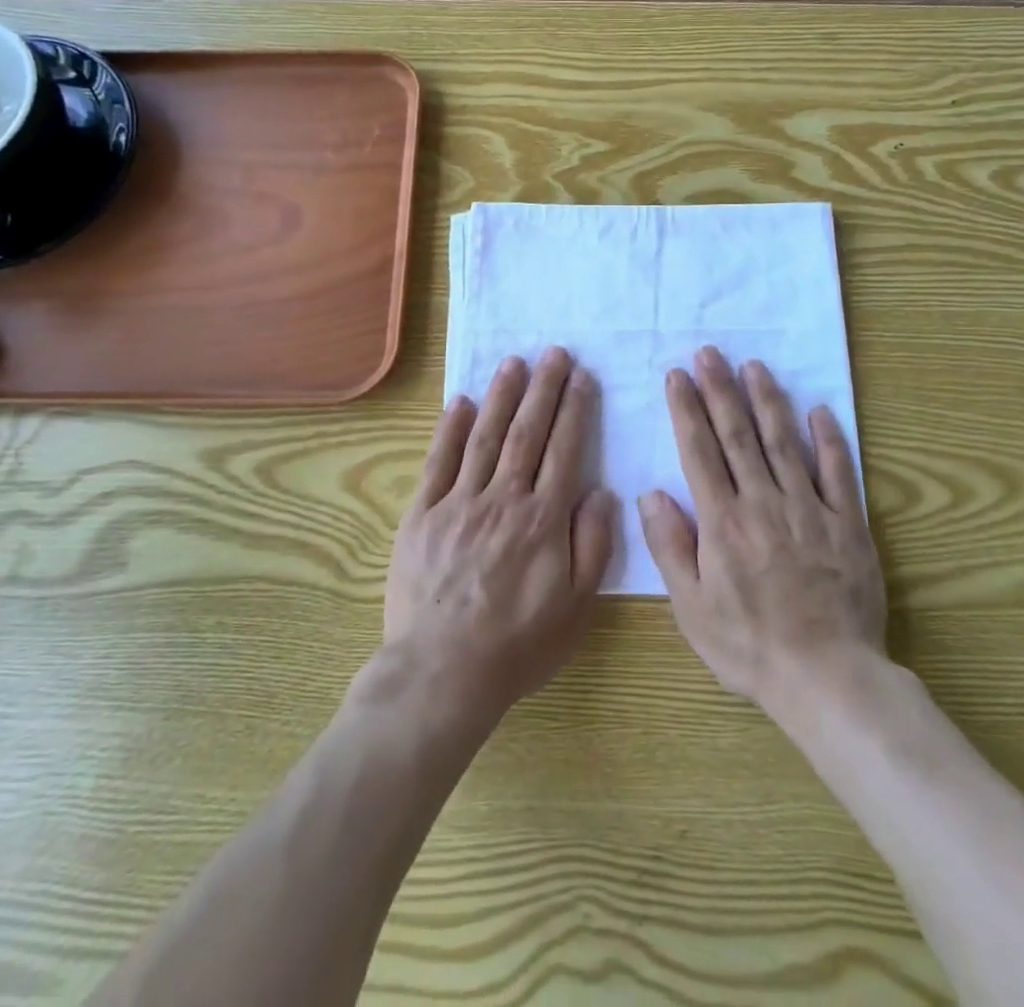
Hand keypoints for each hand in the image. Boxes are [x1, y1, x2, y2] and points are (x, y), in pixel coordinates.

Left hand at [384, 347, 614, 722]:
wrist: (443, 671)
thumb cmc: (518, 644)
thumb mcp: (575, 607)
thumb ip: (592, 545)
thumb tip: (600, 491)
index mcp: (543, 519)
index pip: (564, 450)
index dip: (574, 410)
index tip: (581, 377)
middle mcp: (503, 499)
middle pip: (527, 432)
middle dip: (543, 388)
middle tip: (553, 352)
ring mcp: (459, 503)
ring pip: (485, 437)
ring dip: (502, 396)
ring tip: (514, 362)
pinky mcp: (423, 514)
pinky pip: (439, 462)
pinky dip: (451, 429)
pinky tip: (462, 402)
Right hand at [639, 347, 886, 715]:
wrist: (826, 677)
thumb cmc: (748, 646)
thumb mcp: (691, 607)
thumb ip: (669, 547)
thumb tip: (650, 493)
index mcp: (722, 521)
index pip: (699, 451)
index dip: (687, 409)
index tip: (678, 375)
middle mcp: (763, 502)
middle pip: (738, 435)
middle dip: (721, 390)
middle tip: (711, 353)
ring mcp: (808, 509)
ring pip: (784, 442)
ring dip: (767, 401)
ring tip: (754, 366)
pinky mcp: (846, 523)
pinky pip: (837, 472)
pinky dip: (829, 439)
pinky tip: (818, 410)